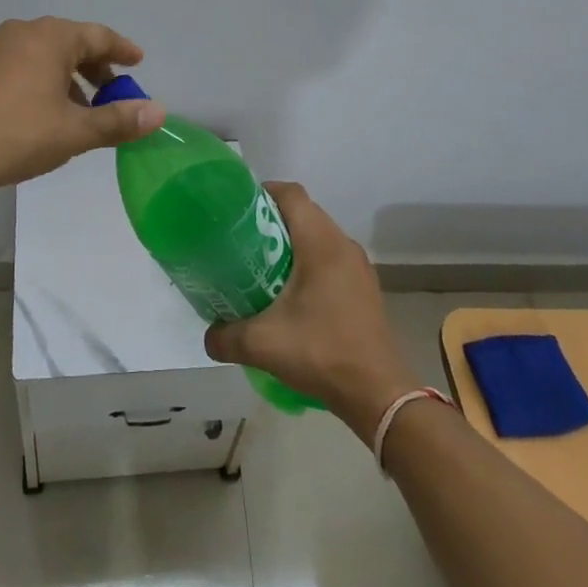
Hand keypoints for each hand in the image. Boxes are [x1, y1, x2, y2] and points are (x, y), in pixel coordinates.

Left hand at [0, 18, 165, 199]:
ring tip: (85, 110)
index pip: (98, 36)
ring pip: (47, 55)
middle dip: (97, 67)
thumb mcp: (75, 132)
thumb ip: (118, 120)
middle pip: (72, 42)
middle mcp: (24, 32)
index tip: (139, 63)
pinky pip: (26, 65)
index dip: (122, 50)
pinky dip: (47, 81)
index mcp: (50, 37)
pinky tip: (50, 113)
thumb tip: (159, 112)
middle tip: (116, 92)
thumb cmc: (17, 135)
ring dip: (72, 78)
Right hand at [204, 182, 420, 436]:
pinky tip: (291, 294)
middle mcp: (343, 245)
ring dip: (291, 242)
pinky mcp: (364, 288)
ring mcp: (358, 267)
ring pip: (319, 236)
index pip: (292, 194)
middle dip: (272, 219)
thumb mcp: (263, 345)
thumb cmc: (322, 353)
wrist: (379, 394)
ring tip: (261, 265)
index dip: (263, 192)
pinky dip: (309, 262)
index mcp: (321, 243)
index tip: (237, 209)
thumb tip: (208, 336)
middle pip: (304, 212)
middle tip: (241, 239)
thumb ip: (226, 337)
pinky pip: (331, 258)